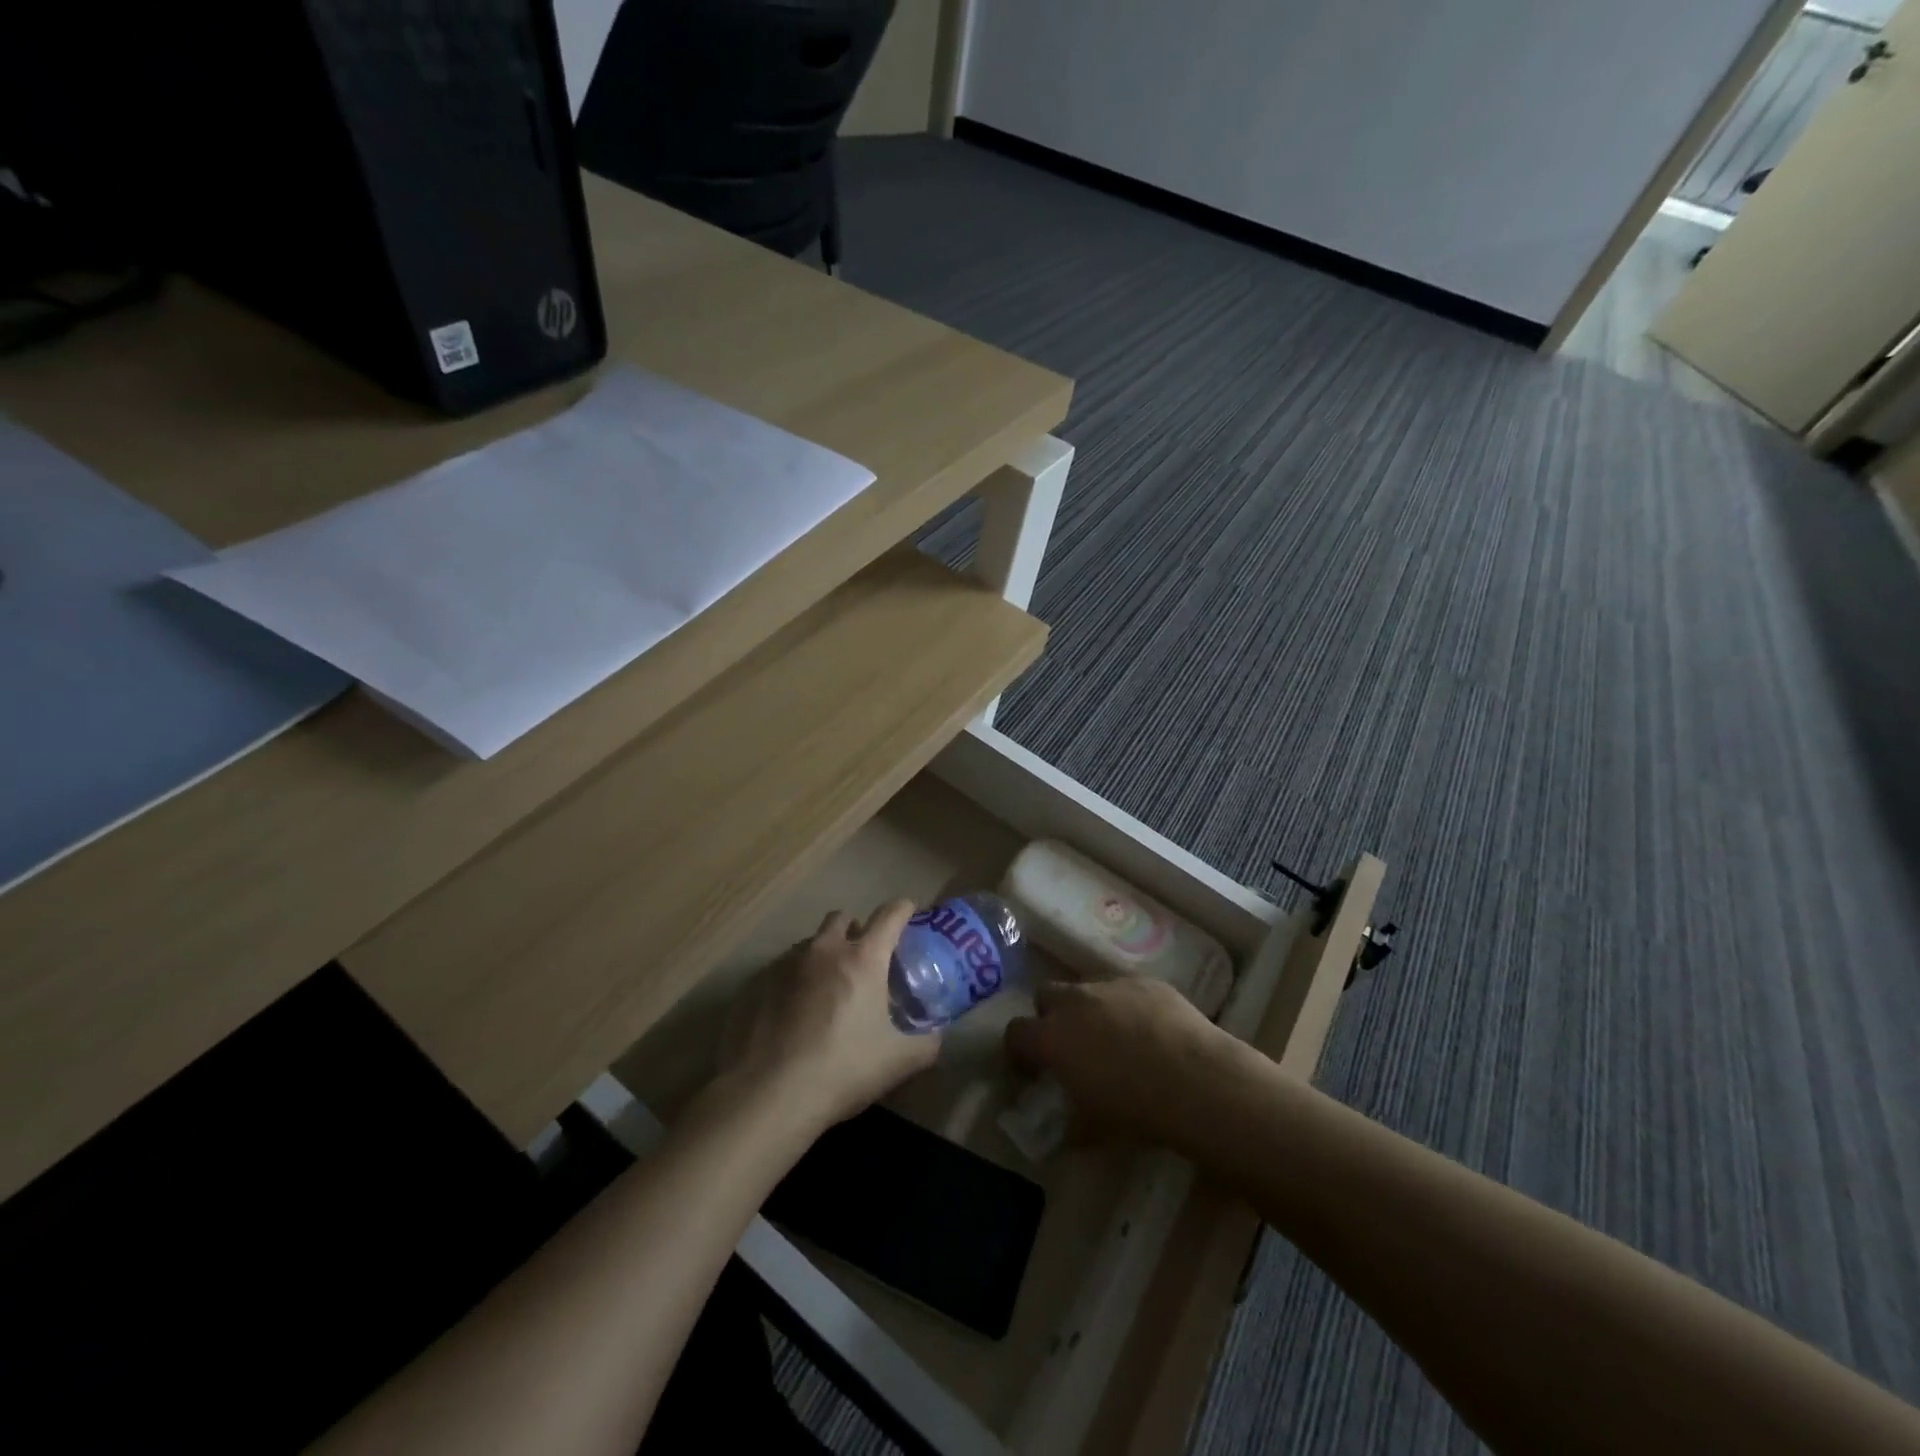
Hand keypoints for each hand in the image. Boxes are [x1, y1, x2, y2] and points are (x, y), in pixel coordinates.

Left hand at [718, 901, 940, 1136]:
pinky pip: (782, 969)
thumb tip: (936, 1034)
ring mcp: (785, 964)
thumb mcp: (898, 1062)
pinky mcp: (756, 984)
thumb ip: (926, 1043)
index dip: (903, 909)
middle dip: (856, 929)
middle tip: (864, 957)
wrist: (768, 1095)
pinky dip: (794, 981)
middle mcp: (824, 950)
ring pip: (810, 943)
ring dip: (823, 954)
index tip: (908, 913)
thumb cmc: (842, 1070)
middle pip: (842, 918)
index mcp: (863, 958)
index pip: (889, 915)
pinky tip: (794, 1014)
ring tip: (827, 989)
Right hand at [1004, 974, 1244, 1145]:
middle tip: (1069, 1044)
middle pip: (1045, 994)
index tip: (1032, 1070)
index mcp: (1052, 1037)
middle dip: (1050, 1015)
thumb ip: (1069, 1123)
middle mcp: (1074, 1001)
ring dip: (1088, 1007)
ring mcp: (1111, 985)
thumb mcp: (1093, 1129)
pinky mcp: (1145, 980)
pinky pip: (1124, 988)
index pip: (1015, 1033)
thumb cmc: (1135, 1110)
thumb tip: (1065, 1129)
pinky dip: (1126, 1005)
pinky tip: (1149, 1030)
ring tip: (1113, 1036)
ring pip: (1086, 986)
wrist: (1196, 1080)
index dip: (1019, 1051)